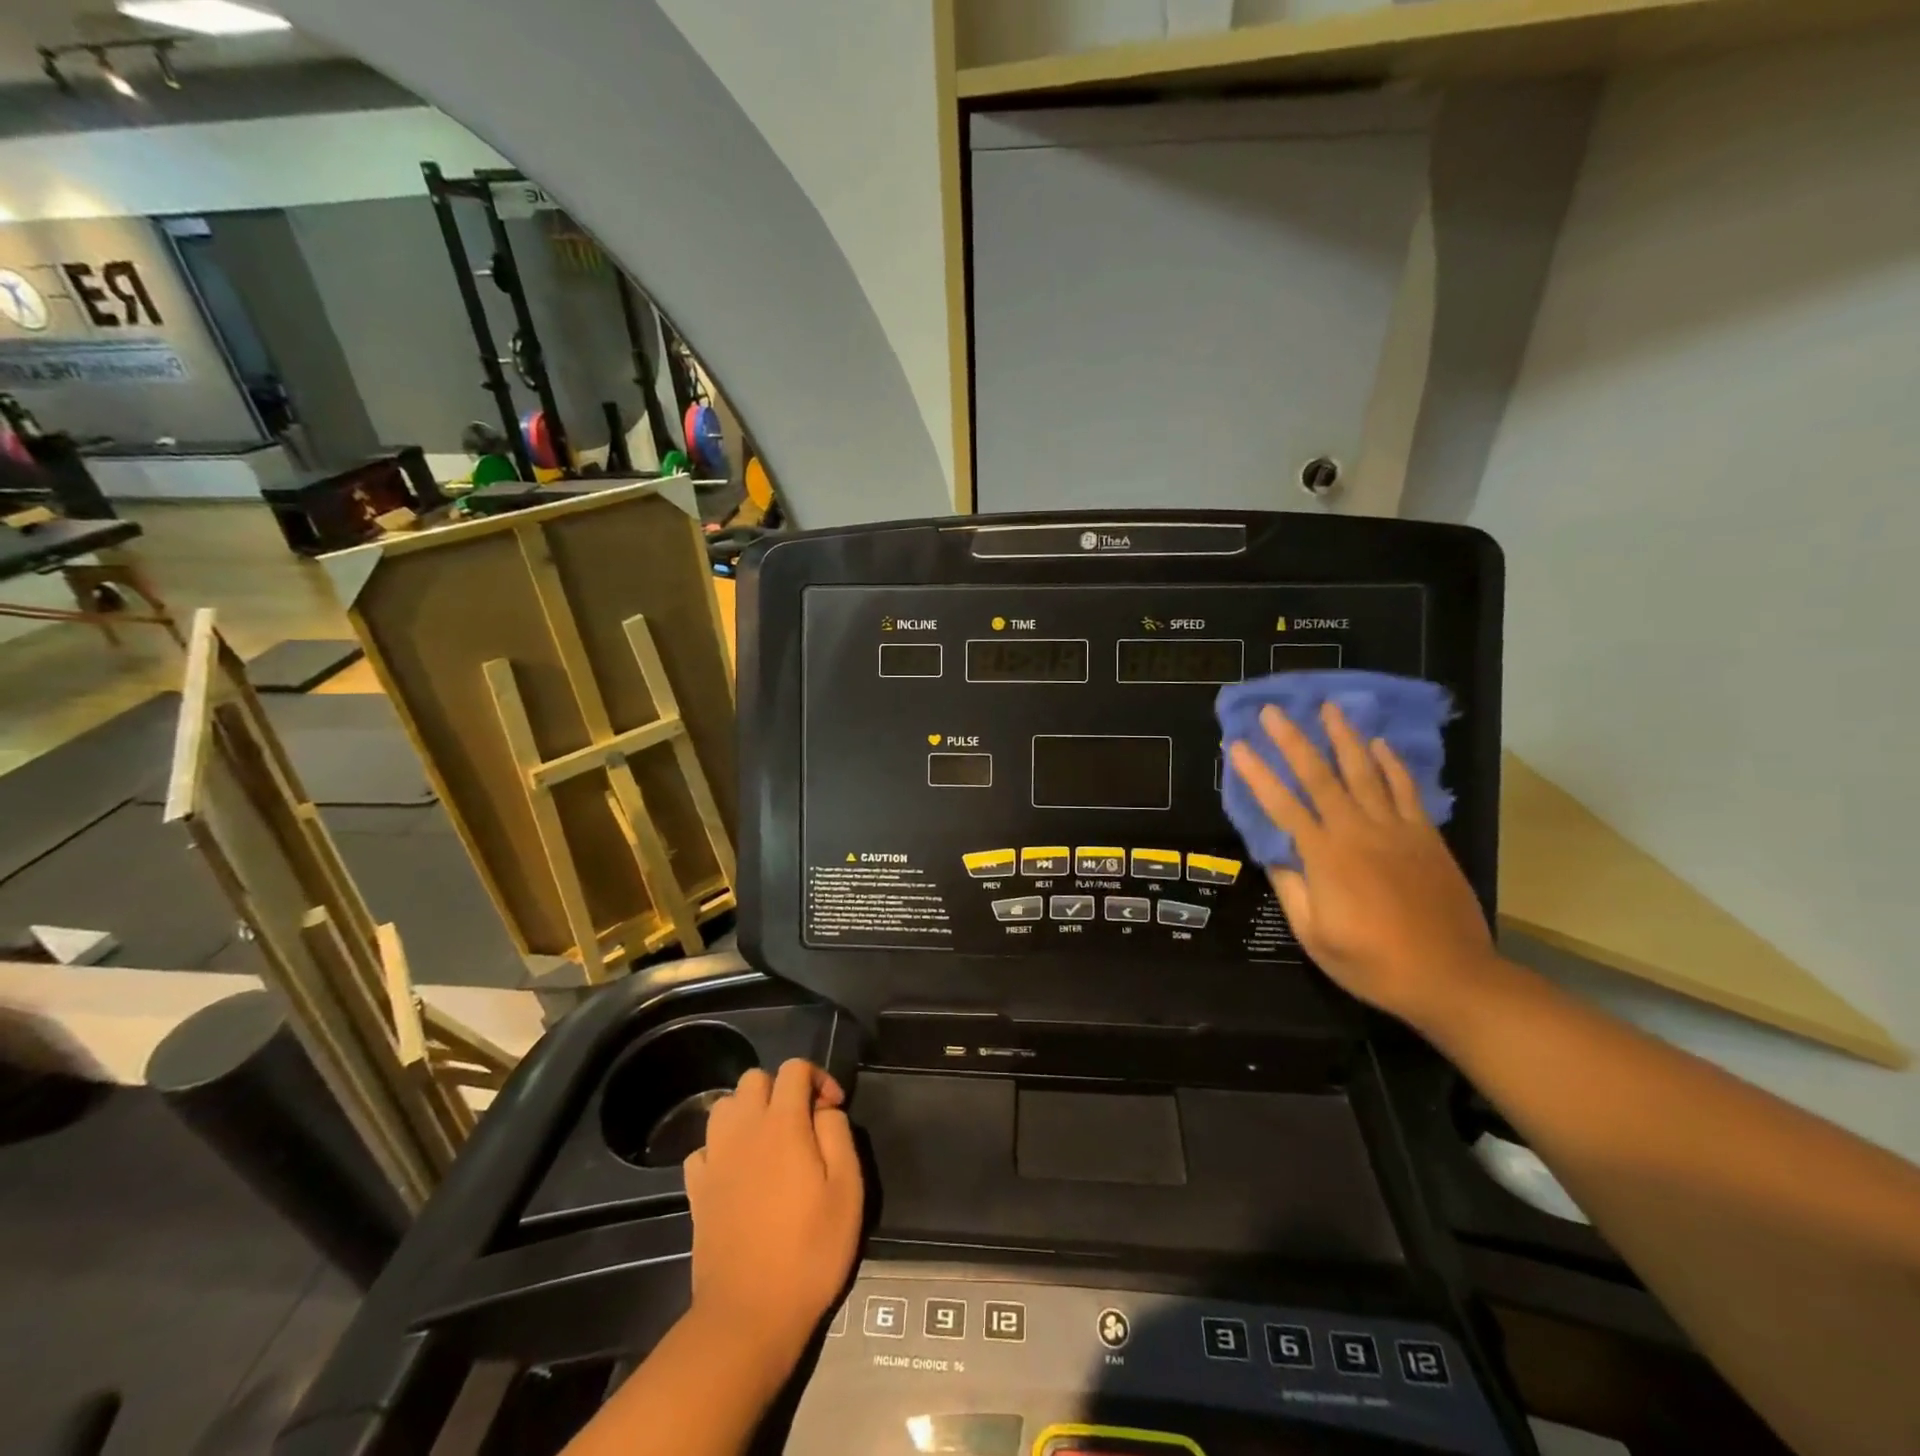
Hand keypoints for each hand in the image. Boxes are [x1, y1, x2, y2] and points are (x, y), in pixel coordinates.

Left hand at [683, 1059, 863, 1368]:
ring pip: (725, 1105)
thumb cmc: (809, 1250)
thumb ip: (839, 1134)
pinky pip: (705, 1146)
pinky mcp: (696, 1189)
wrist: (749, 1315)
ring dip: (748, 1112)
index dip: (818, 1078)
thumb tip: (825, 1110)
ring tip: (770, 1142)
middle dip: (781, 1089)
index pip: (794, 1068)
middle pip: (755, 1078)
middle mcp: (744, 1129)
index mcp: (783, 1123)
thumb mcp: (848, 1190)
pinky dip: (722, 1147)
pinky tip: (738, 1171)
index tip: (834, 1109)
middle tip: (802, 1124)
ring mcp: (715, 1158)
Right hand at [1227, 701, 1495, 1030]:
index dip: (1257, 774)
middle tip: (1274, 710)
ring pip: (1365, 772)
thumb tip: (1274, 856)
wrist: (1453, 978)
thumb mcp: (1315, 936)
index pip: (1282, 806)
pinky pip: (1406, 790)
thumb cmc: (1374, 963)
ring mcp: (1396, 831)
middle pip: (1320, 776)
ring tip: (1328, 707)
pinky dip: (1391, 764)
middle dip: (1294, 740)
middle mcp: (1358, 832)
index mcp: (1325, 858)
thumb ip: (1292, 890)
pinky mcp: (1426, 837)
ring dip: (1344, 737)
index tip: (1238, 746)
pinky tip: (1379, 744)